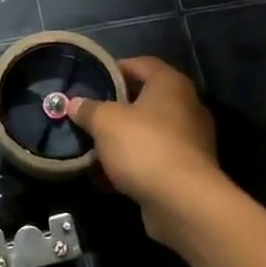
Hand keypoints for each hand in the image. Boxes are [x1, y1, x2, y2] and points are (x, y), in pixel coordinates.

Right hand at [67, 57, 229, 242]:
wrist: (183, 202)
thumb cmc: (144, 147)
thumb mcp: (105, 122)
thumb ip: (88, 109)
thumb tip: (74, 103)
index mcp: (171, 85)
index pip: (141, 64)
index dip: (115, 68)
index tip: (92, 80)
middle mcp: (187, 107)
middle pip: (144, 99)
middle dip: (115, 108)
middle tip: (88, 114)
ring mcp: (190, 141)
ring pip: (148, 132)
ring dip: (122, 140)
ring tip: (93, 147)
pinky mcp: (187, 171)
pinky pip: (153, 159)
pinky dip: (132, 165)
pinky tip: (107, 178)